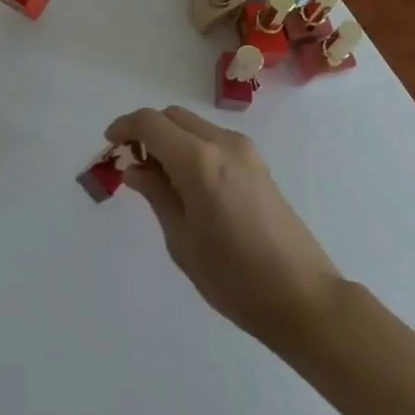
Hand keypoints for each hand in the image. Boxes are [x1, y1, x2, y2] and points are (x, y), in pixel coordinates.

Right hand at [106, 106, 343, 351]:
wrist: (304, 298)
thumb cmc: (235, 278)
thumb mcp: (182, 241)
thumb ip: (156, 195)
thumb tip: (134, 168)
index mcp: (198, 161)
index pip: (151, 123)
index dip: (125, 127)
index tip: (110, 144)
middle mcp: (222, 143)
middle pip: (172, 116)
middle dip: (147, 130)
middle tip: (132, 162)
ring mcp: (244, 150)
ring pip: (193, 124)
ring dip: (170, 137)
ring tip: (157, 175)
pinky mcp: (257, 163)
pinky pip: (212, 139)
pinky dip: (191, 145)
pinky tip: (187, 181)